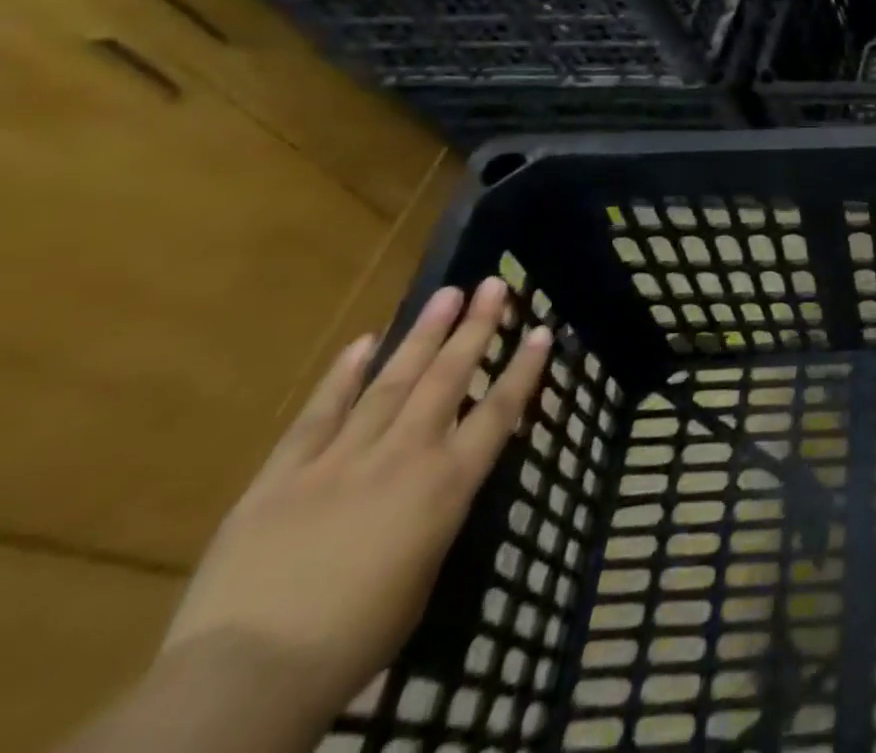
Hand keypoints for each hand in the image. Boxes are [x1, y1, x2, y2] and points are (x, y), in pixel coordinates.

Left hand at [162, 279, 550, 723]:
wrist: (246, 678)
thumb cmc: (355, 640)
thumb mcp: (424, 575)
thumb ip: (436, 517)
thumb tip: (438, 487)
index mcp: (446, 485)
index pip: (498, 412)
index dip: (523, 369)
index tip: (541, 330)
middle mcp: (404, 456)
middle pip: (448, 379)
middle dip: (475, 328)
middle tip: (493, 285)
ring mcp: (341, 459)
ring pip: (392, 382)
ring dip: (423, 335)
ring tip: (446, 295)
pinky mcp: (283, 475)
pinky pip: (319, 415)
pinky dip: (343, 376)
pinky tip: (364, 342)